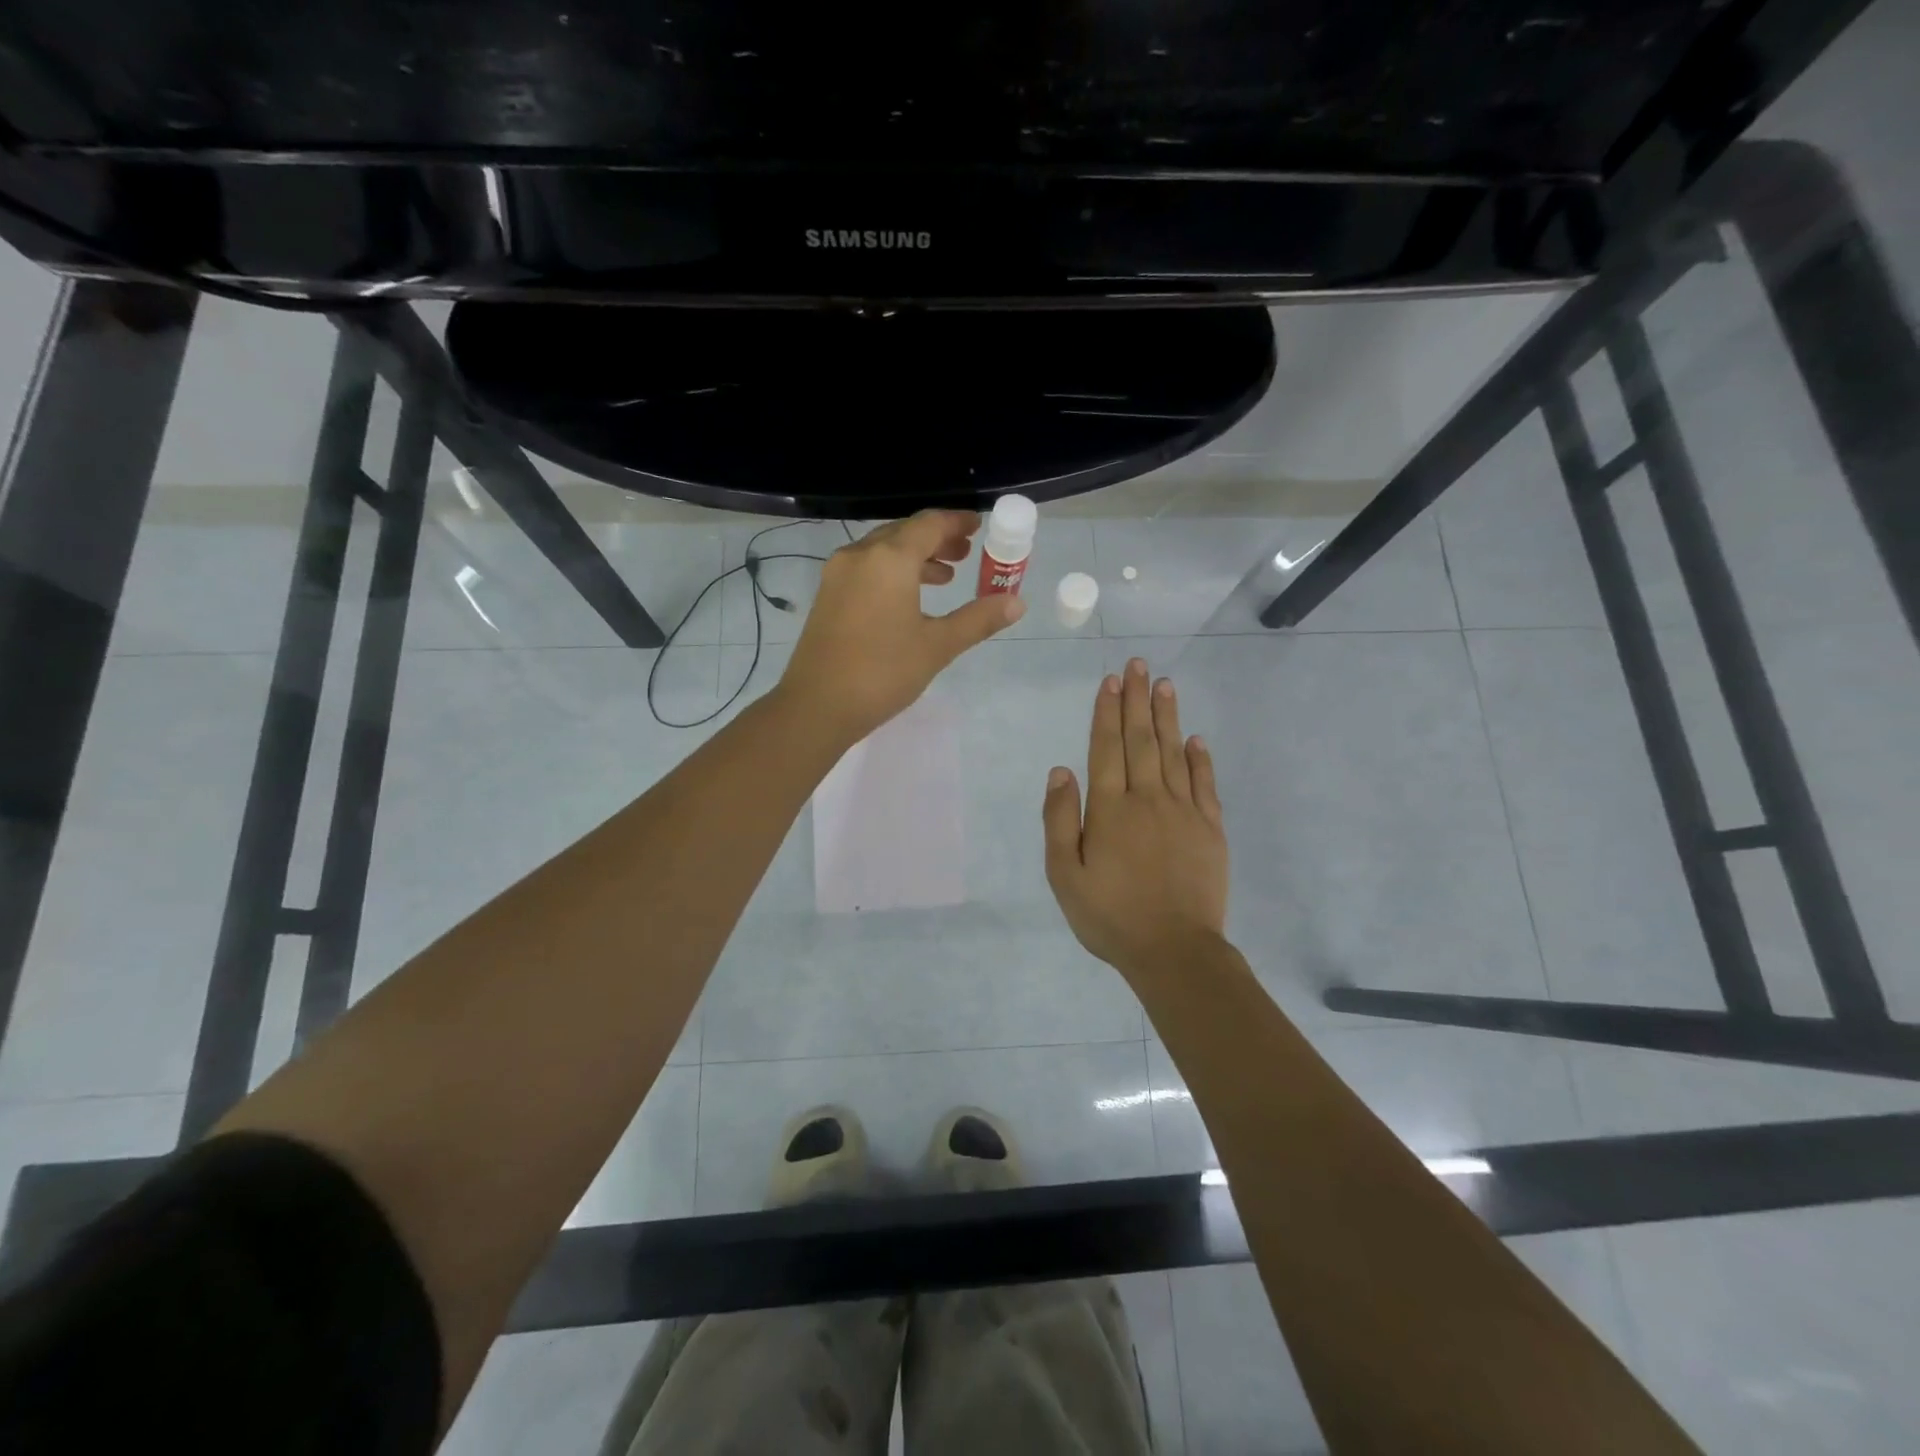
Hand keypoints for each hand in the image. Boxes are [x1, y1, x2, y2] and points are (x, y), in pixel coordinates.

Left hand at [778, 509, 1024, 745]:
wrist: (817, 706)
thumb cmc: (883, 672)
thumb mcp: (938, 646)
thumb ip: (978, 619)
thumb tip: (1017, 602)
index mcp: (890, 559)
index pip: (930, 524)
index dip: (957, 522)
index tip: (980, 526)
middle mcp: (860, 555)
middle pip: (904, 533)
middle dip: (938, 539)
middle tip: (967, 553)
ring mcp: (838, 574)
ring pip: (883, 551)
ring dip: (916, 557)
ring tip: (945, 577)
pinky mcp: (827, 596)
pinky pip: (867, 569)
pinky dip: (893, 573)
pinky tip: (909, 600)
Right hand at [1043, 657, 1228, 979]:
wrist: (1174, 951)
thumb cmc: (1110, 916)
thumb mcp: (1065, 875)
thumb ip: (1060, 821)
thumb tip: (1060, 771)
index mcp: (1110, 810)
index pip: (1106, 749)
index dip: (1106, 713)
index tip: (1110, 681)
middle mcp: (1147, 799)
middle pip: (1141, 740)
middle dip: (1136, 700)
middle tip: (1137, 665)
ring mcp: (1183, 812)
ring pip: (1174, 753)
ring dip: (1167, 717)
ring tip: (1163, 684)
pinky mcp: (1210, 829)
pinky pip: (1205, 784)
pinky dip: (1200, 758)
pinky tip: (1196, 738)